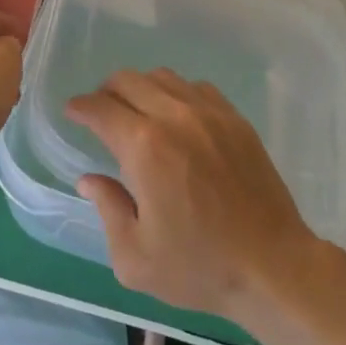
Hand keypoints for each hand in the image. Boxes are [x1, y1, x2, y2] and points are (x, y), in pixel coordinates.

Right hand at [67, 69, 324, 323]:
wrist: (273, 267)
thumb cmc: (199, 267)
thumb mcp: (135, 257)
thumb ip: (107, 209)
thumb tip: (90, 179)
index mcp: (144, 147)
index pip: (100, 108)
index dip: (80, 107)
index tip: (72, 112)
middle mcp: (174, 117)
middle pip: (128, 81)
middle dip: (105, 92)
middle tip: (100, 113)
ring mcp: (209, 114)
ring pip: (162, 77)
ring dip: (140, 88)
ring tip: (137, 112)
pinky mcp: (235, 120)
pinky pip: (196, 88)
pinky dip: (177, 93)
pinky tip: (177, 118)